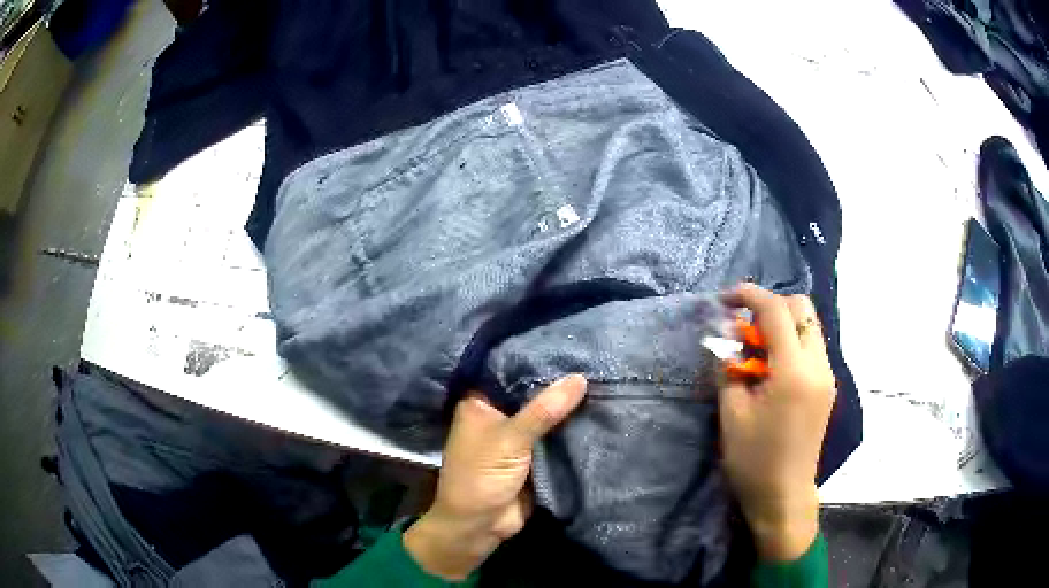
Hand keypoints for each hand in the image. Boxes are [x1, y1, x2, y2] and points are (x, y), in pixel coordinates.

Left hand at [404, 375, 587, 579]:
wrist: (480, 526)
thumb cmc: (481, 477)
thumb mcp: (510, 439)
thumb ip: (544, 410)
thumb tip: (579, 378)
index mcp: (480, 404)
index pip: (509, 371)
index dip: (536, 359)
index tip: (568, 344)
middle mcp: (498, 415)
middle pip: (531, 394)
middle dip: (558, 385)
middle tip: (595, 360)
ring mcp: (518, 437)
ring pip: (547, 416)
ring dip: (569, 408)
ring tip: (605, 379)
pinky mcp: (535, 456)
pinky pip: (556, 437)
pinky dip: (572, 430)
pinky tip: (600, 410)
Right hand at [718, 284, 835, 561]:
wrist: (783, 495)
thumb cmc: (753, 460)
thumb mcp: (732, 413)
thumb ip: (729, 366)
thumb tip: (726, 336)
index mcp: (794, 372)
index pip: (777, 311)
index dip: (749, 296)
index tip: (725, 300)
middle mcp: (818, 365)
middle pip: (802, 308)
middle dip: (770, 306)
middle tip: (744, 329)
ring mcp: (827, 375)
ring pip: (809, 326)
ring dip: (782, 325)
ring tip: (755, 352)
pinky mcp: (827, 386)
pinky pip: (811, 346)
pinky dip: (791, 343)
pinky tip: (771, 368)